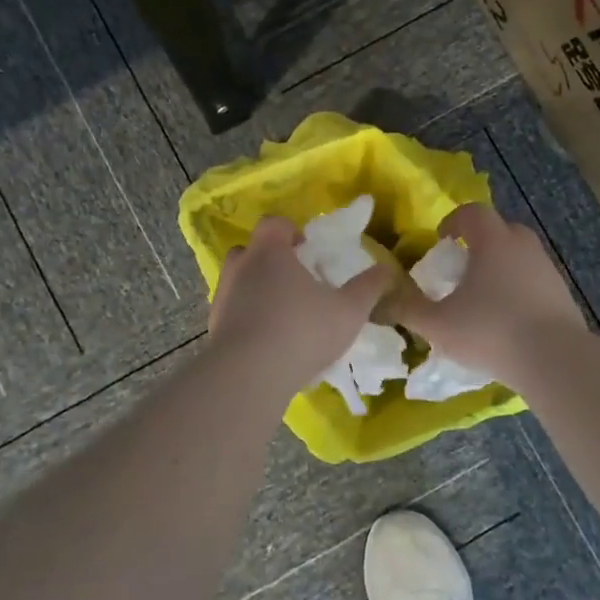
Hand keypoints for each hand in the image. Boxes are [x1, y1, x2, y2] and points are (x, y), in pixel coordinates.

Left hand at [209, 215, 393, 387]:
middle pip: (251, 250)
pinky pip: (232, 312)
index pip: (274, 223)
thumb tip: (386, 269)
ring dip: (257, 290)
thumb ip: (368, 287)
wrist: (248, 376)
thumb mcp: (348, 311)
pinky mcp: (213, 327)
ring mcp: (222, 297)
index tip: (307, 250)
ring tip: (282, 315)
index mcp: (269, 252)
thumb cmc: (302, 331)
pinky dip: (246, 318)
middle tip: (296, 282)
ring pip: (239, 282)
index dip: (290, 231)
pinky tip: (267, 342)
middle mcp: (240, 267)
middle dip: (271, 260)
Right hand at [387, 203, 586, 385]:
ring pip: (520, 255)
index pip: (473, 213)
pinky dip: (519, 288)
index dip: (453, 221)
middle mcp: (523, 247)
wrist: (555, 360)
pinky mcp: (563, 295)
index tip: (441, 240)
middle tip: (462, 267)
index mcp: (493, 241)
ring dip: (501, 266)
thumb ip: (406, 310)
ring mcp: (547, 270)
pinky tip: (508, 317)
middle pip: (501, 229)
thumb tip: (379, 302)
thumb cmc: (490, 331)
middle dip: (480, 242)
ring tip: (483, 295)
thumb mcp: (437, 324)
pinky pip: (535, 280)